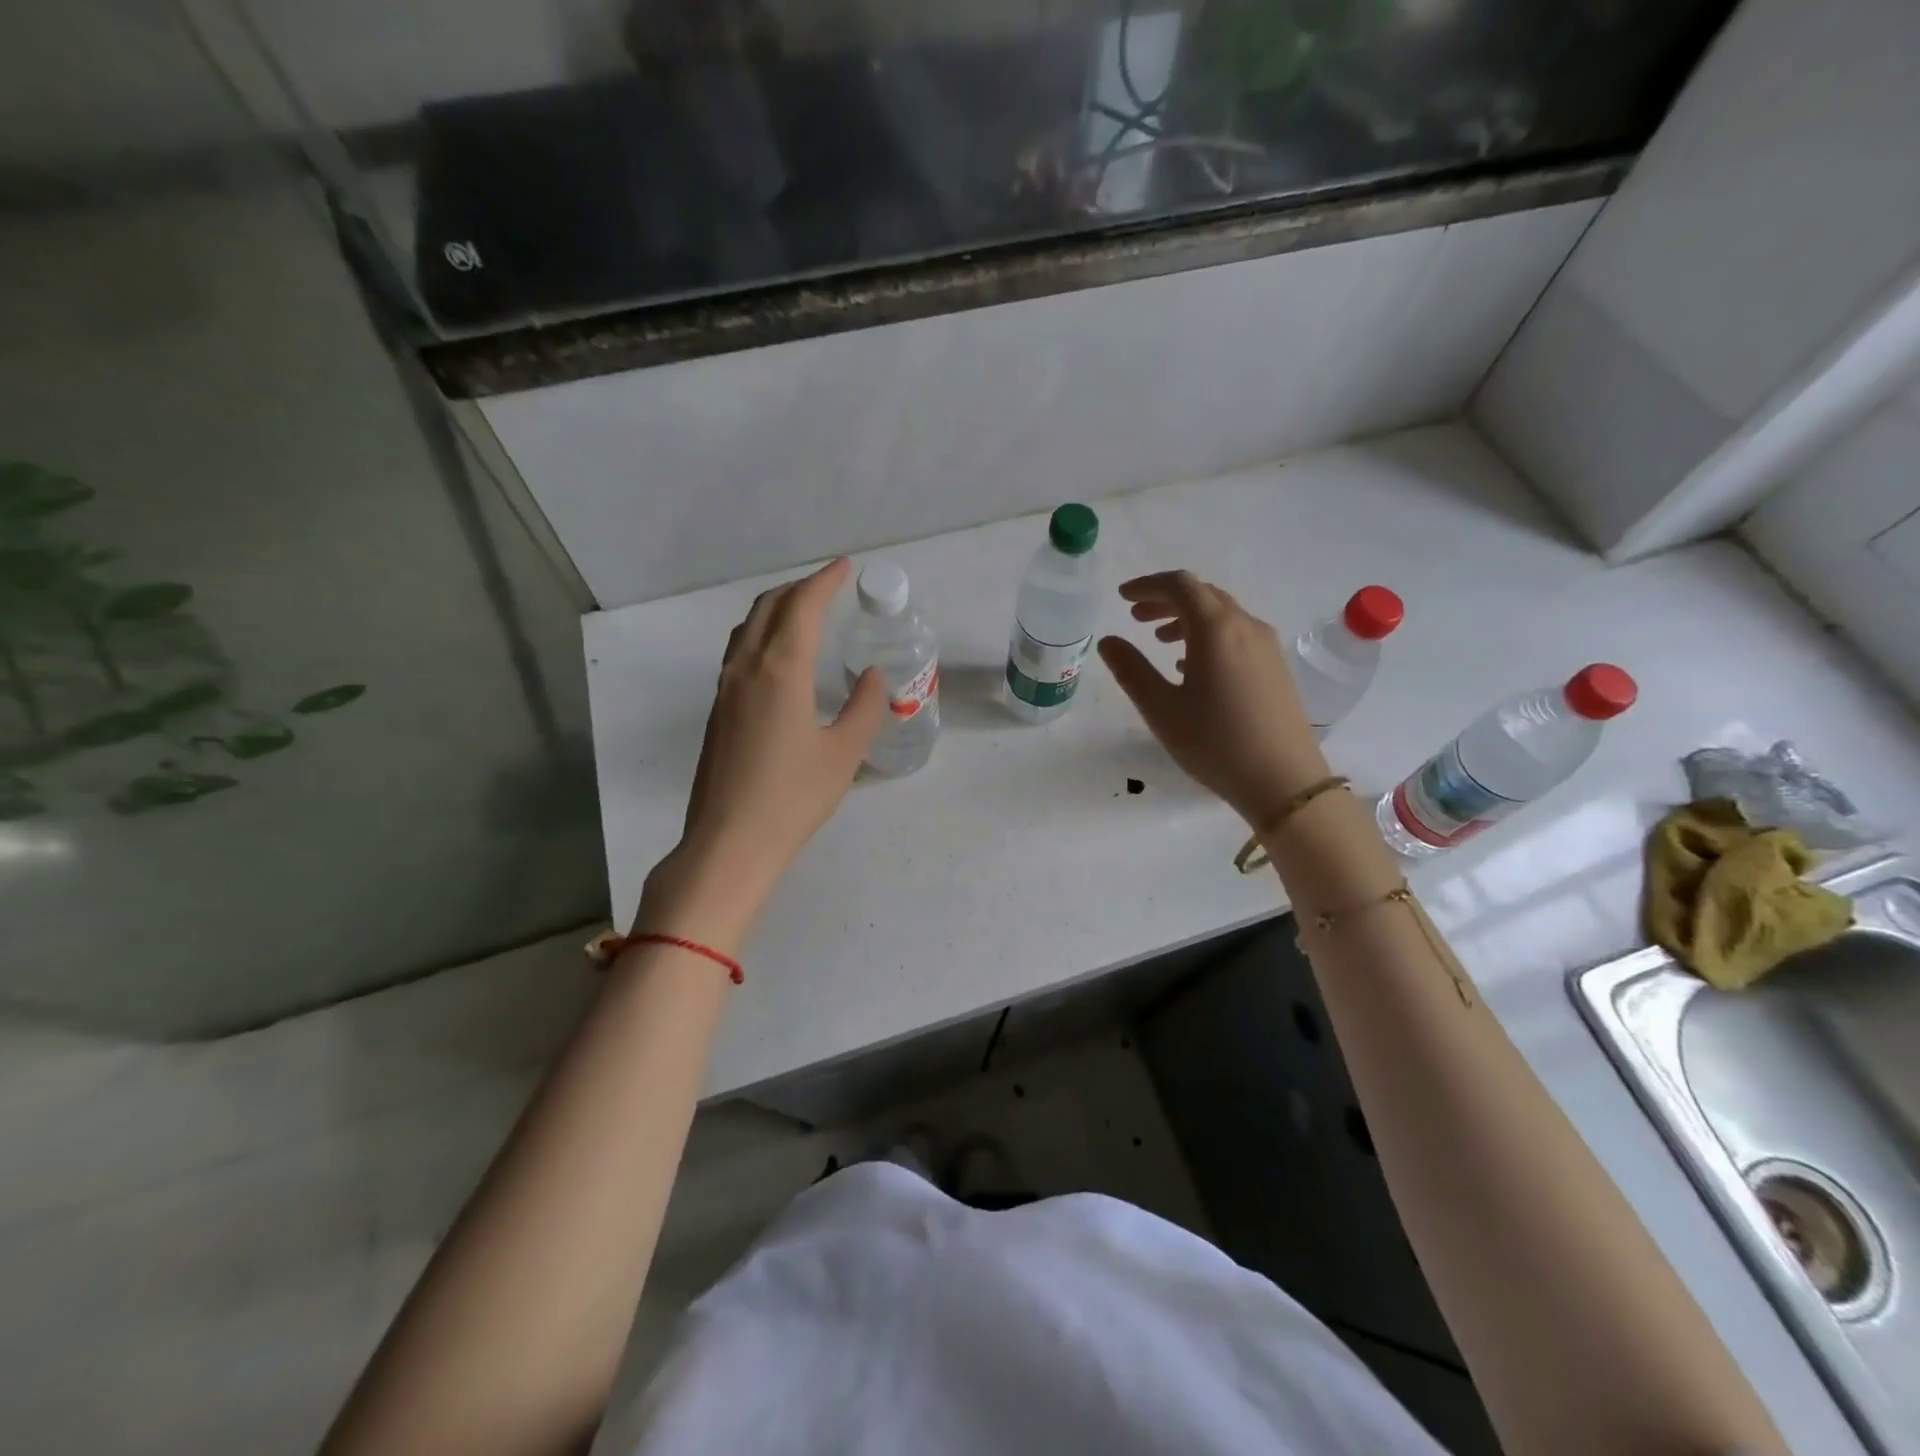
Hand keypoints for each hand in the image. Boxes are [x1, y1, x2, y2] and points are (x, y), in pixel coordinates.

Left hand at [636, 558, 884, 950]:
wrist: (729, 842)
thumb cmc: (793, 798)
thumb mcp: (844, 753)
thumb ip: (865, 708)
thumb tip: (873, 676)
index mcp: (781, 670)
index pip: (802, 607)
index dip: (825, 581)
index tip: (846, 567)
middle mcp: (747, 668)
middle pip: (768, 607)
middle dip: (799, 588)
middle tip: (828, 587)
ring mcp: (725, 688)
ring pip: (748, 628)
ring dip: (776, 608)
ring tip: (803, 612)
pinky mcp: (717, 710)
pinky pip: (739, 651)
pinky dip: (762, 634)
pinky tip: (779, 656)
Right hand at [1098, 570, 1329, 831]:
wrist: (1283, 780)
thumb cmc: (1215, 743)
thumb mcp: (1161, 708)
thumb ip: (1131, 670)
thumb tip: (1108, 641)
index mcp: (1215, 629)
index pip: (1180, 585)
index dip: (1148, 585)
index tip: (1123, 597)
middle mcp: (1245, 626)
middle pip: (1203, 595)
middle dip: (1166, 600)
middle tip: (1136, 617)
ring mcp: (1266, 646)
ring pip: (1222, 615)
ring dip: (1188, 618)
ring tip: (1161, 640)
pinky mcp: (1275, 667)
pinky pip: (1237, 634)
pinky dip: (1208, 636)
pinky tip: (1193, 665)